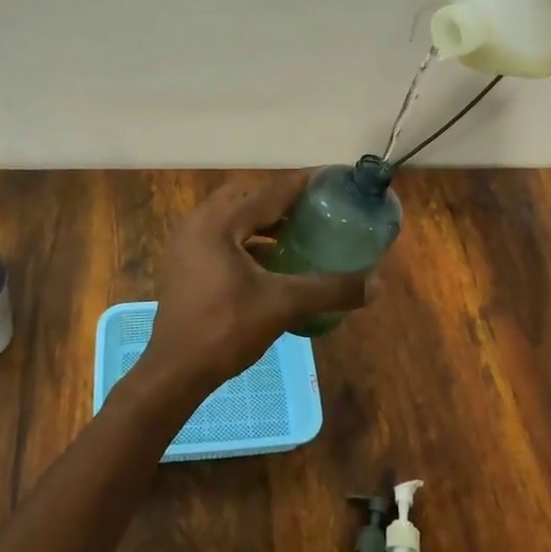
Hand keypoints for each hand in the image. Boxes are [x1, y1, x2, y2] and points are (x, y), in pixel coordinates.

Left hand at [143, 173, 373, 388]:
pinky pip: (220, 237)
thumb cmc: (226, 330)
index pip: (270, 191)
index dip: (304, 184)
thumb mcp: (283, 306)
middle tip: (314, 210)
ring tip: (296, 233)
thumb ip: (329, 290)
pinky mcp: (183, 264)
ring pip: (231, 218)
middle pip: (247, 196)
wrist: (175, 372)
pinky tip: (269, 262)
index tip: (332, 179)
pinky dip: (246, 241)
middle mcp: (198, 223)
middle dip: (281, 200)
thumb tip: (376, 284)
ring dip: (262, 221)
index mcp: (219, 222)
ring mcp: (185, 244)